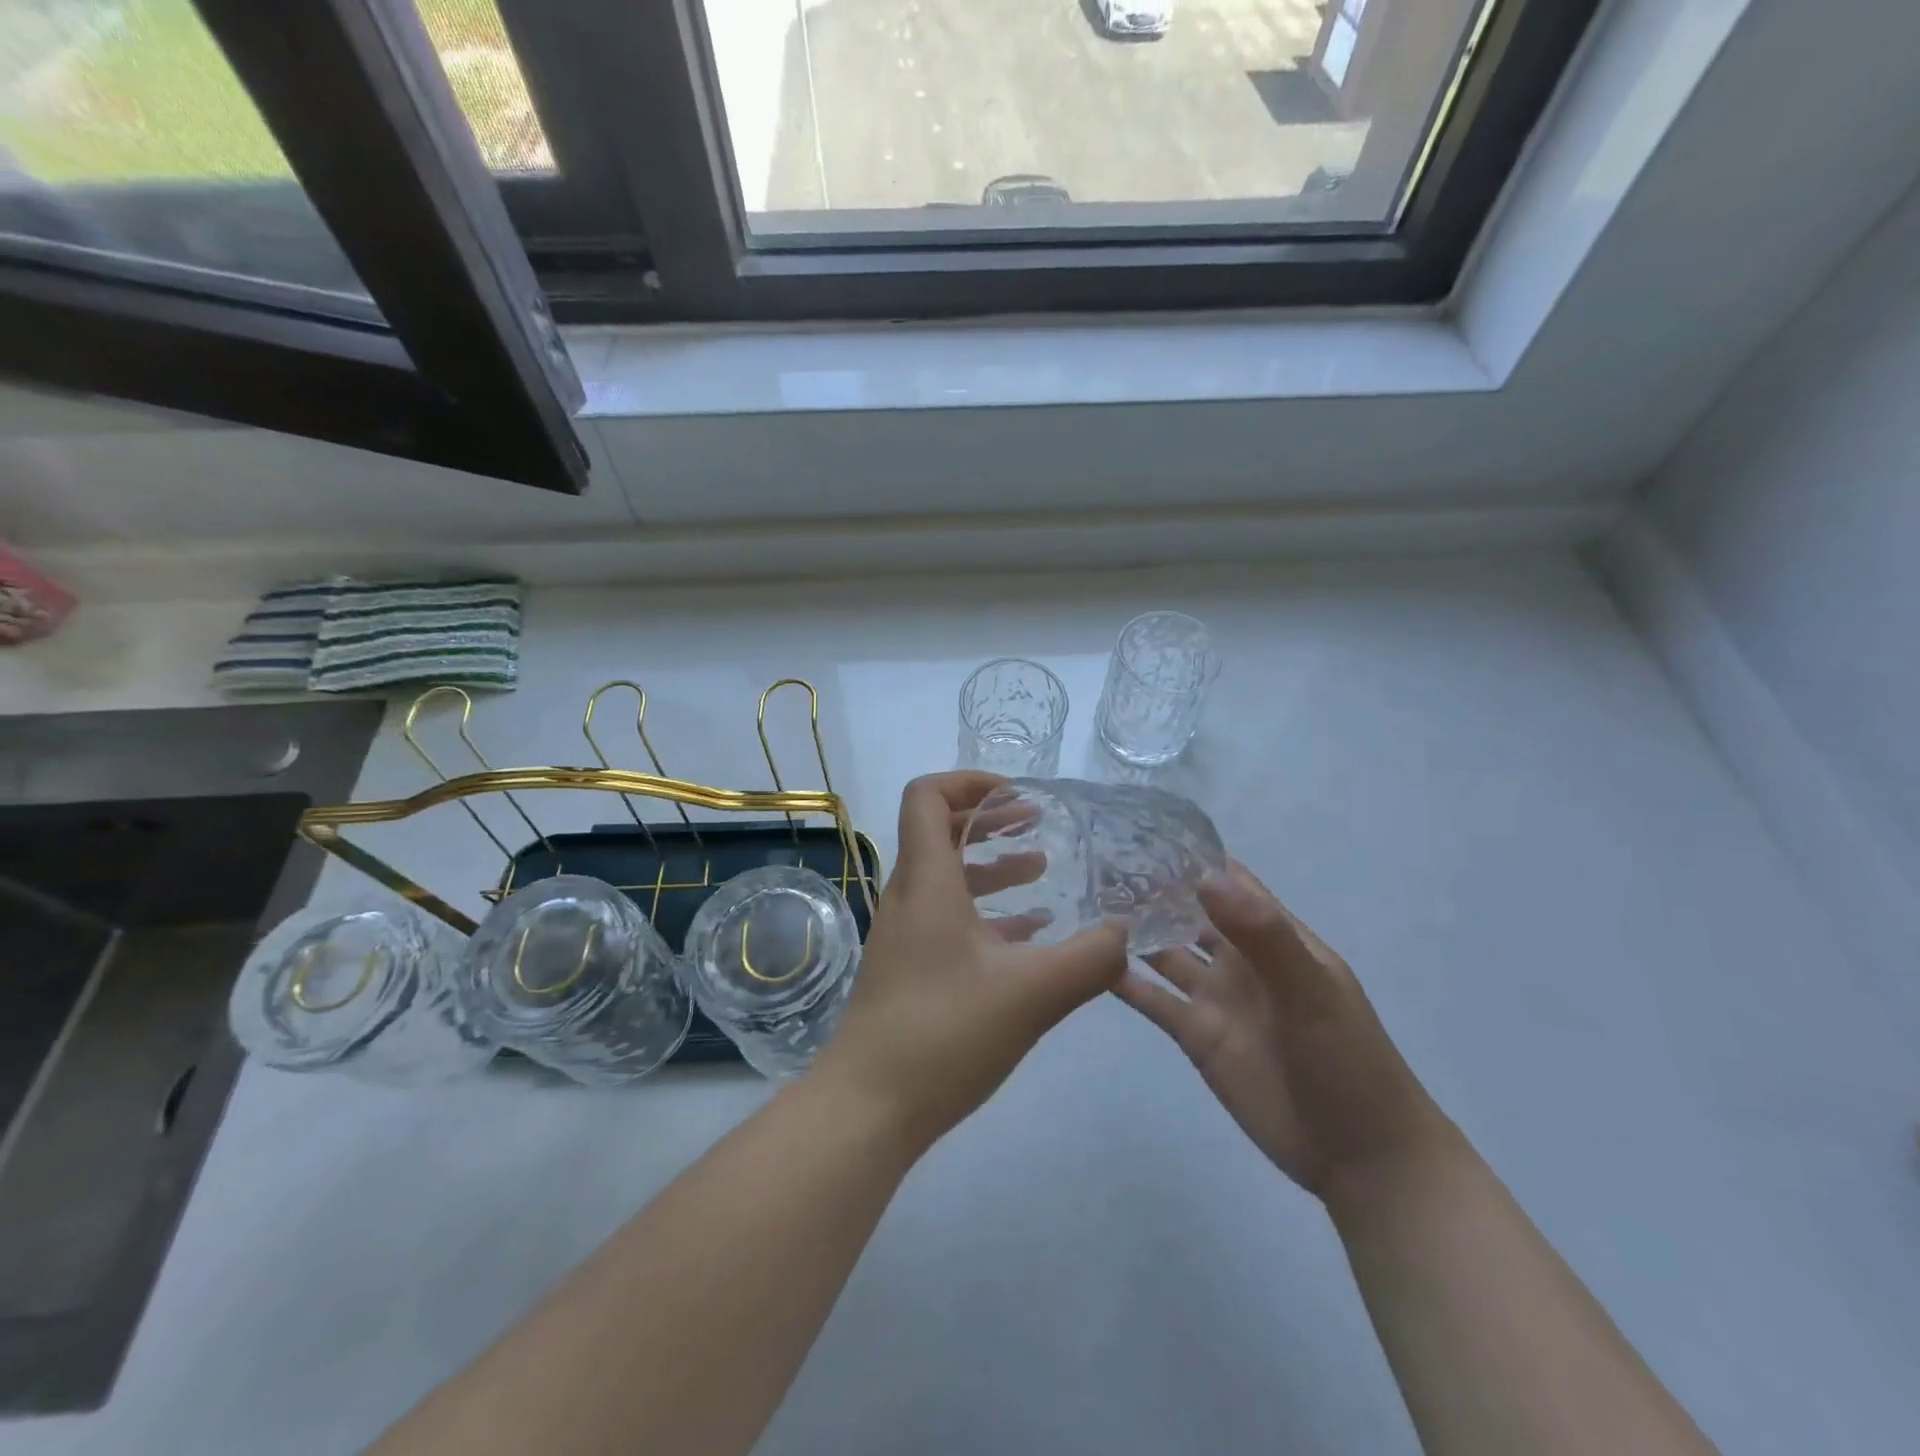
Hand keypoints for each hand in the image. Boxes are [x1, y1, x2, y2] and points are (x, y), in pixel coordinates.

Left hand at [814, 772, 1127, 1150]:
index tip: (1016, 795)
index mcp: (927, 881)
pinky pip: (948, 919)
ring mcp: (905, 935)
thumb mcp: (1032, 993)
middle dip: (989, 820)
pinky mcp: (909, 969)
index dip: (969, 782)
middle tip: (1035, 822)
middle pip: (939, 832)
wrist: (868, 1107)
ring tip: (1041, 871)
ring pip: (947, 878)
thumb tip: (1125, 933)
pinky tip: (1028, 935)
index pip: (928, 797)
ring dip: (991, 866)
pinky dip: (986, 912)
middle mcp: (909, 897)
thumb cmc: (944, 1033)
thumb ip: (1089, 960)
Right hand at [1115, 862, 1449, 1199]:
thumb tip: (1205, 876)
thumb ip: (1261, 934)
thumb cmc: (1348, 1061)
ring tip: (1085, 904)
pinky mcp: (1195, 1036)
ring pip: (1165, 952)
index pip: (1230, 882)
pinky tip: (1090, 964)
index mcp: (1274, 937)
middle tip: (1098, 864)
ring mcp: (1215, 998)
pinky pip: (1154, 1000)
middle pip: (1189, 913)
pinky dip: (1124, 982)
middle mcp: (1240, 960)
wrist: (1360, 1157)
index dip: (1193, 857)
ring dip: (1133, 931)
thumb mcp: (1311, 990)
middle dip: (1152, 890)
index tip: (1143, 832)